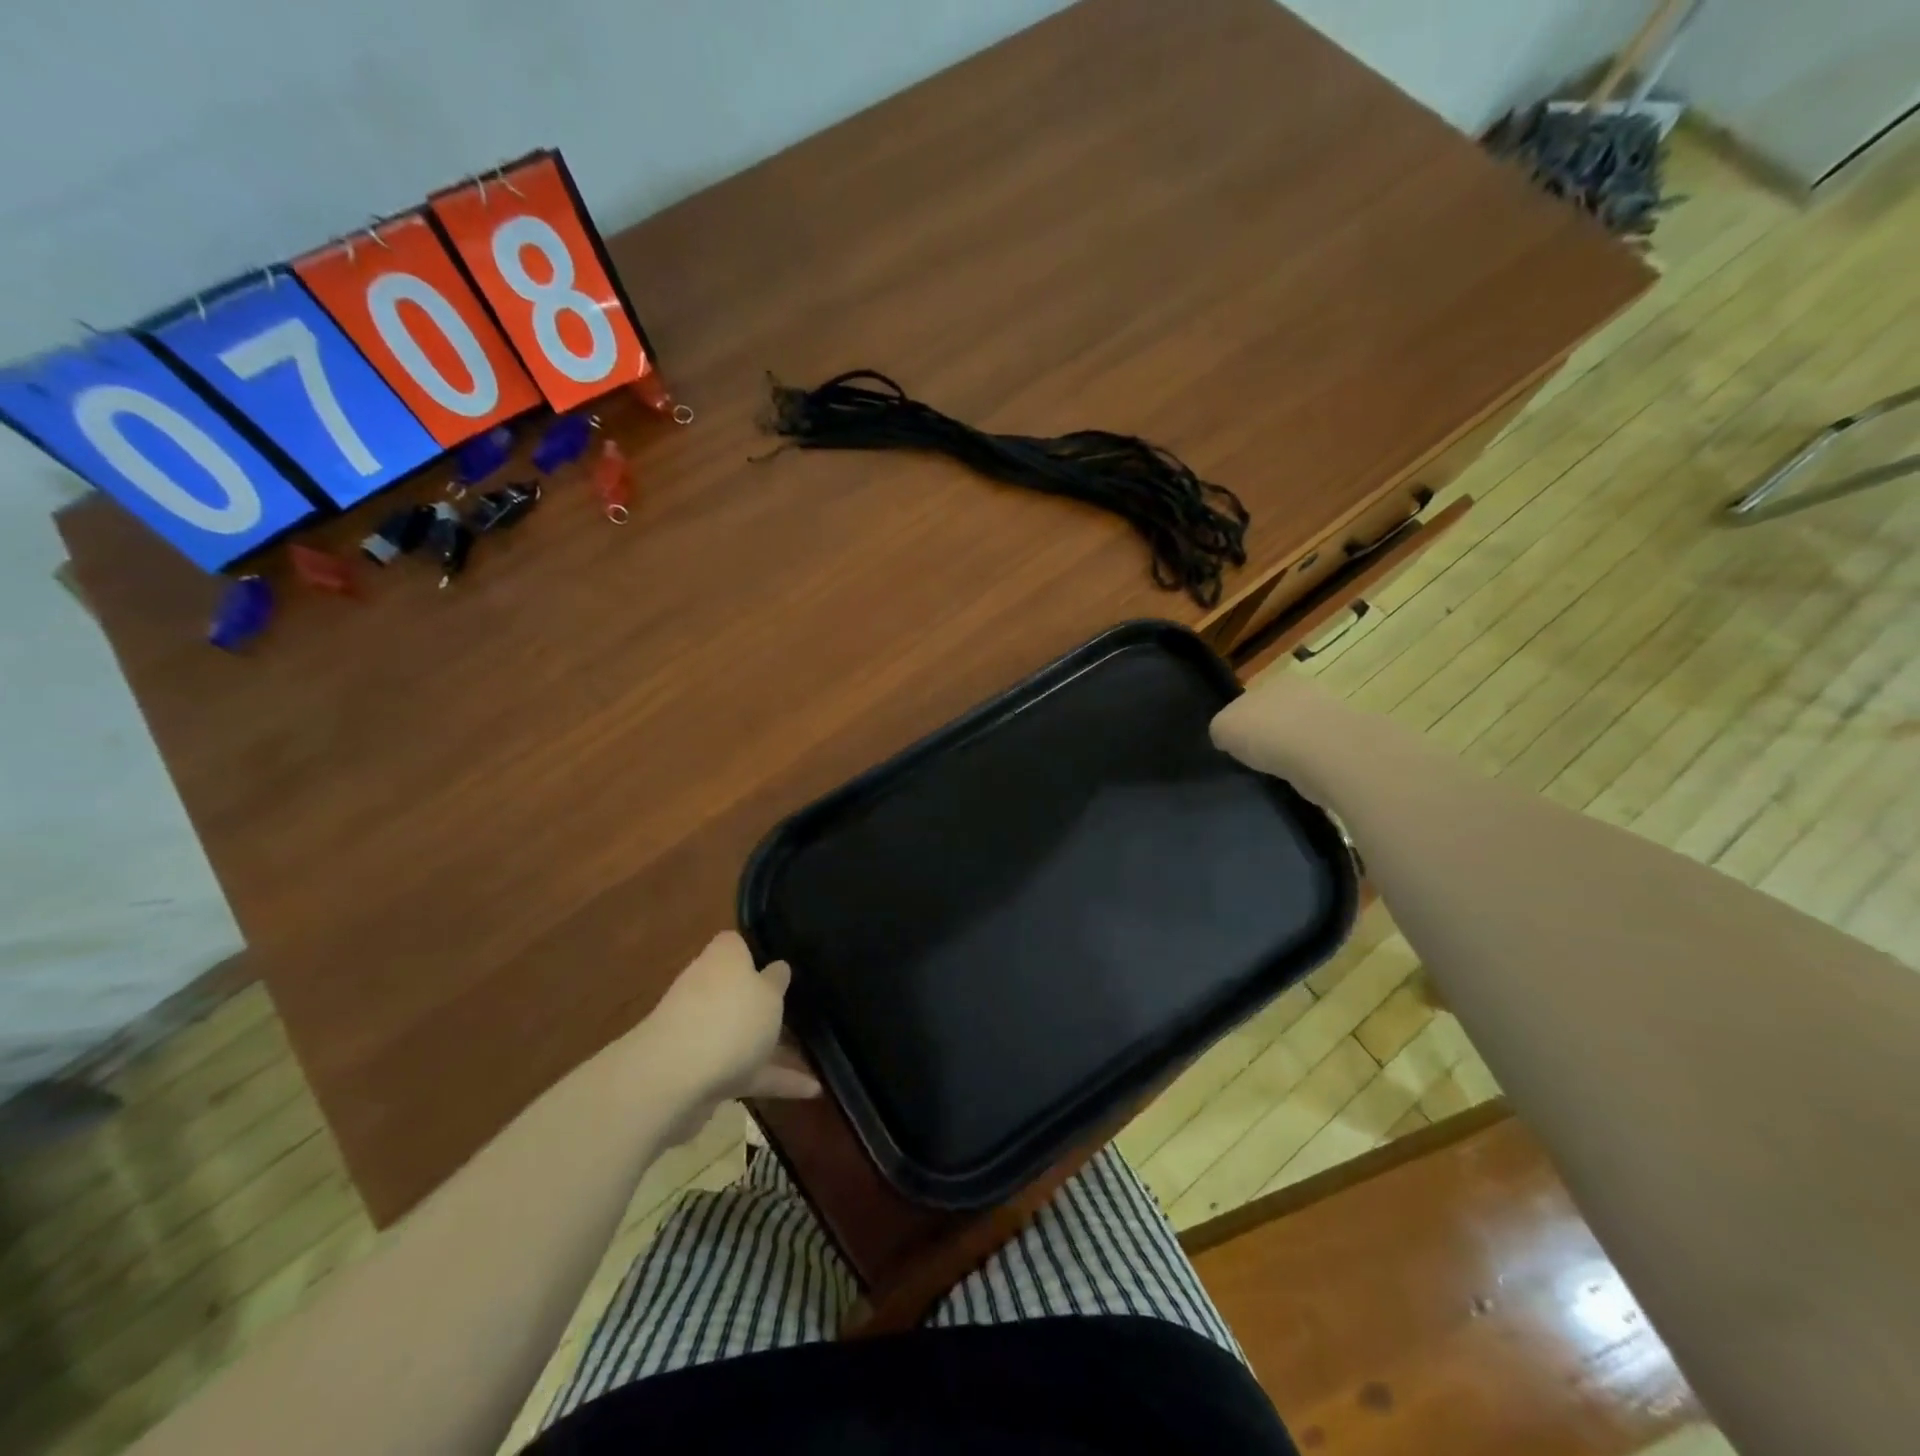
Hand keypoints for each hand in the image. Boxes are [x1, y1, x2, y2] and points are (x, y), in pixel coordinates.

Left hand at [644, 933, 820, 1138]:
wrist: (674, 1081)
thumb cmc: (730, 1019)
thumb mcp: (769, 993)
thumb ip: (775, 981)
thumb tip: (777, 968)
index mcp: (722, 961)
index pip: (734, 944)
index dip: (754, 950)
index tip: (779, 960)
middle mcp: (707, 991)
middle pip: (737, 991)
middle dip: (763, 1001)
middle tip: (800, 1004)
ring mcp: (702, 1033)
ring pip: (742, 1033)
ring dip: (774, 1044)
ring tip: (815, 1050)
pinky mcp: (703, 1072)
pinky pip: (747, 1071)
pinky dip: (776, 1078)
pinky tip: (812, 1089)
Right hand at [1211, 671, 1334, 796]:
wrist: (1323, 754)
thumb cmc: (1267, 732)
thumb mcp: (1222, 728)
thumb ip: (1221, 729)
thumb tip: (1226, 738)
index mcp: (1274, 680)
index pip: (1252, 699)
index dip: (1242, 721)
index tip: (1236, 743)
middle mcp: (1303, 691)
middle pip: (1277, 713)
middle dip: (1268, 732)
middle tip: (1257, 757)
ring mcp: (1328, 716)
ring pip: (1300, 731)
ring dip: (1290, 748)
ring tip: (1279, 769)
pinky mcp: (1345, 743)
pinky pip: (1318, 752)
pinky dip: (1308, 763)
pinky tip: (1300, 775)